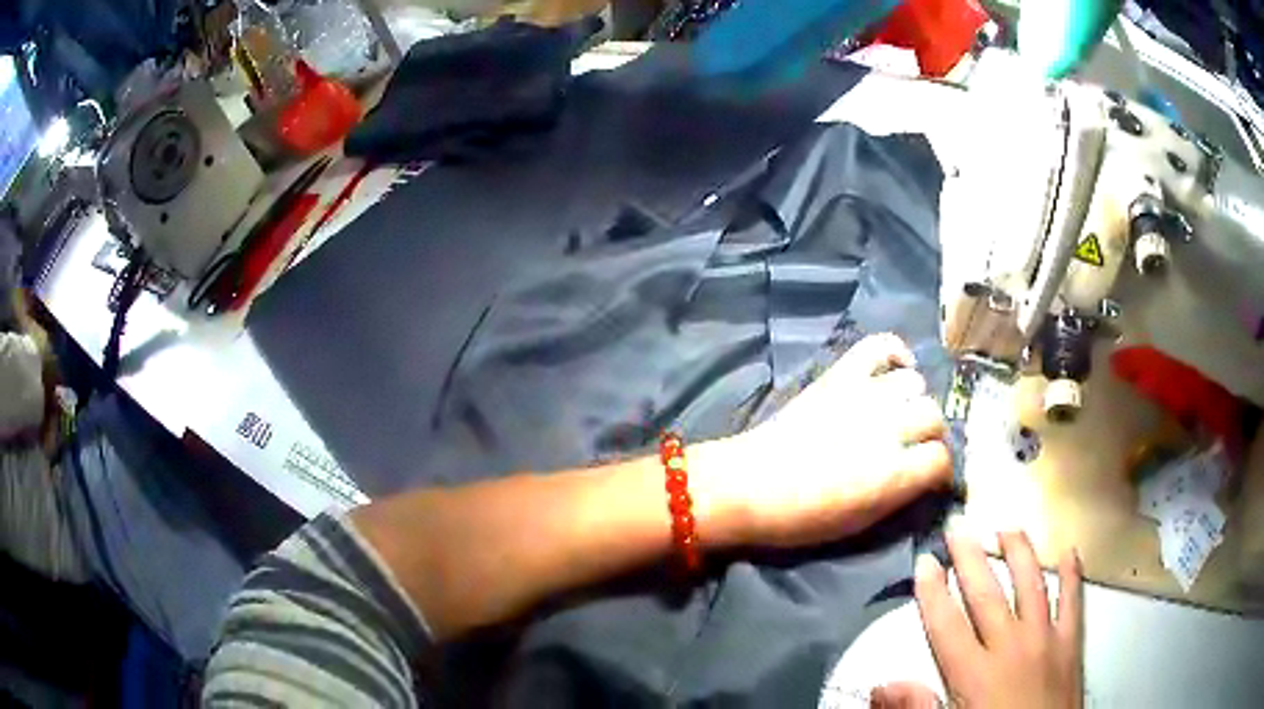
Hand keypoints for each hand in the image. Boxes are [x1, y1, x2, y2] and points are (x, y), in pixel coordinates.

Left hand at [699, 333, 952, 548]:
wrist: (748, 486)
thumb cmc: (802, 518)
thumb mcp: (861, 523)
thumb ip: (901, 495)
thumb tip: (926, 477)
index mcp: (893, 474)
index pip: (942, 460)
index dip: (940, 471)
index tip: (931, 476)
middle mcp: (888, 428)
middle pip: (935, 417)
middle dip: (931, 436)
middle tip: (914, 447)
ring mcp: (865, 394)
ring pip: (915, 384)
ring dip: (913, 401)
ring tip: (898, 415)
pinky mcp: (841, 375)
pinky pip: (881, 345)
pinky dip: (895, 352)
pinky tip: (896, 369)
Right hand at [903, 532, 1083, 708]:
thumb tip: (882, 686)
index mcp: (974, 674)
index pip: (947, 625)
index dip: (932, 591)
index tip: (924, 561)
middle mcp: (1010, 647)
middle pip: (986, 594)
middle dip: (969, 558)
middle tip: (957, 525)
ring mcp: (1045, 639)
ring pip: (1031, 585)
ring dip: (1018, 554)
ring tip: (1007, 527)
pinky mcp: (1071, 642)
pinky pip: (1073, 601)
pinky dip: (1072, 574)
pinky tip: (1071, 550)